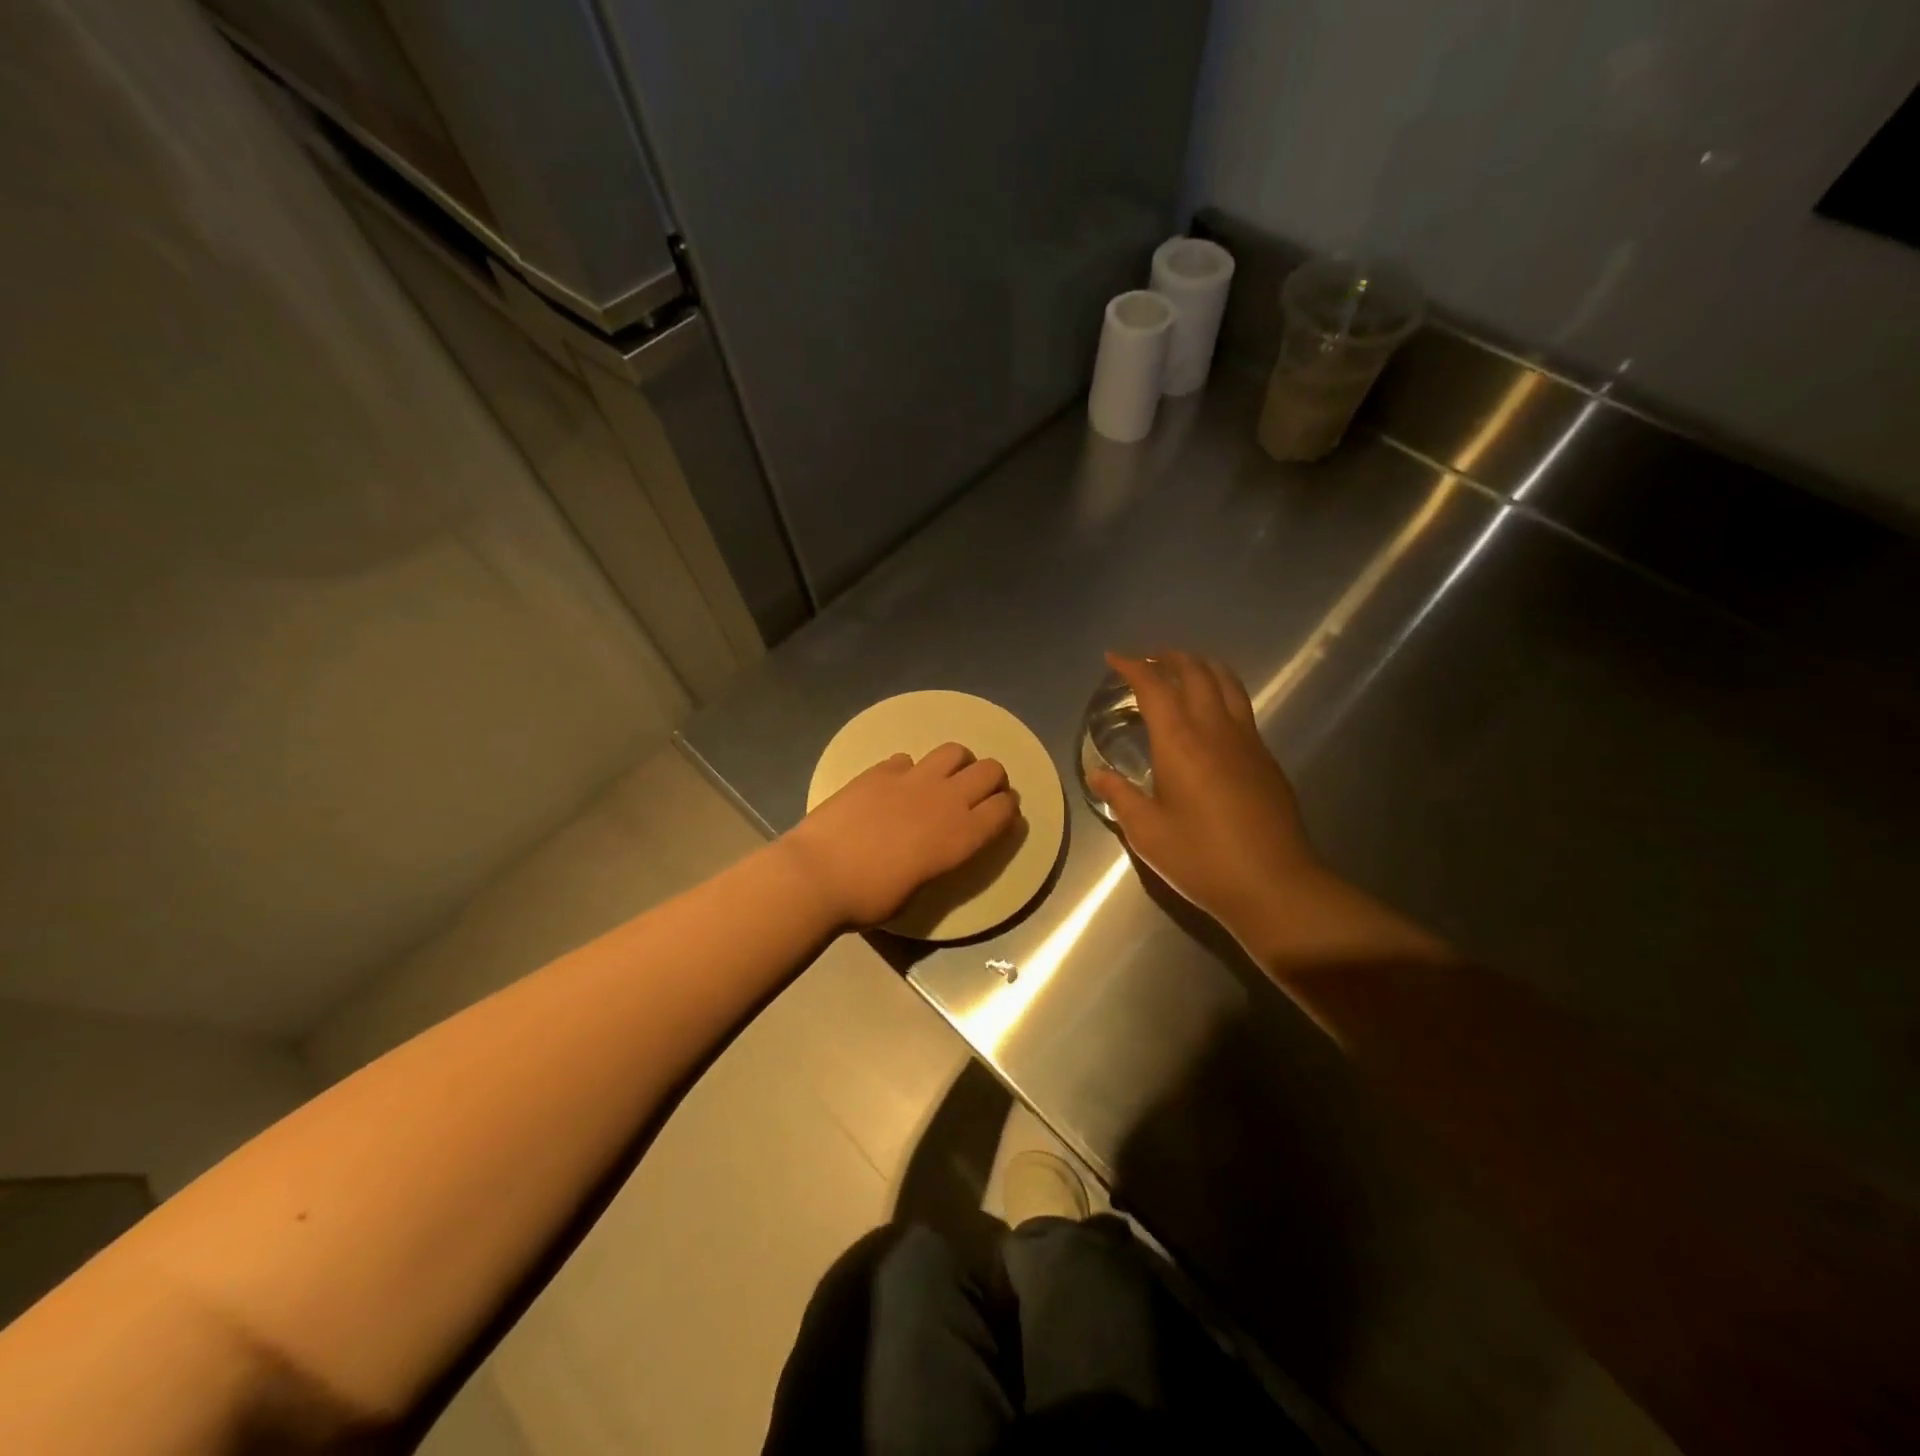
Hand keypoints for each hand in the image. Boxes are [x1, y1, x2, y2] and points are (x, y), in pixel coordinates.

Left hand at [779, 744, 1020, 927]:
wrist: (818, 875)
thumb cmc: (870, 899)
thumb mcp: (918, 890)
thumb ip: (938, 861)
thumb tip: (936, 848)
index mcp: (961, 836)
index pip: (1004, 809)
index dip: (1008, 810)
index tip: (1001, 816)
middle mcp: (946, 800)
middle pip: (990, 770)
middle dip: (992, 780)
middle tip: (979, 795)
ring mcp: (912, 779)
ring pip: (955, 751)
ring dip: (958, 764)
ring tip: (943, 781)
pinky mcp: (880, 771)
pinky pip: (908, 759)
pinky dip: (910, 771)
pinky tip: (896, 787)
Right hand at [1088, 651, 1320, 938]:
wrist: (1273, 883)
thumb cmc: (1201, 858)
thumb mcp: (1146, 833)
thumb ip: (1120, 796)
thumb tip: (1097, 774)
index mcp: (1180, 742)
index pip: (1155, 686)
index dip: (1132, 666)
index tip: (1114, 658)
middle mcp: (1215, 729)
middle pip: (1195, 672)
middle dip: (1169, 658)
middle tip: (1147, 661)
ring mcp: (1247, 740)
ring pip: (1226, 682)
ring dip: (1201, 667)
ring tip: (1182, 670)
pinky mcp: (1265, 756)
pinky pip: (1242, 706)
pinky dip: (1221, 691)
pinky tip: (1211, 712)